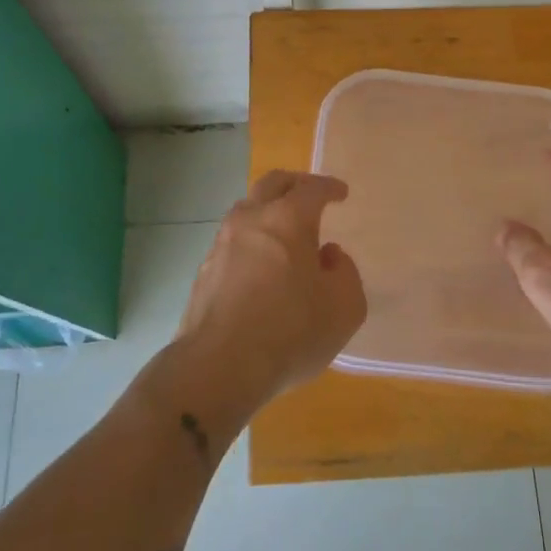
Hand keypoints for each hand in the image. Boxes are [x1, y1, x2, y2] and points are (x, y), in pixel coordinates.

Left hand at [178, 170, 365, 410]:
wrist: (218, 367)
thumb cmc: (290, 332)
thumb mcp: (344, 307)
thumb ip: (345, 273)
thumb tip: (328, 256)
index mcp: (288, 219)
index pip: (312, 188)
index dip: (329, 187)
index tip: (340, 193)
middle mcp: (252, 220)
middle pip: (272, 184)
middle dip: (294, 184)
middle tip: (309, 195)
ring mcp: (222, 243)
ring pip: (246, 210)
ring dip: (267, 210)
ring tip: (284, 232)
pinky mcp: (204, 270)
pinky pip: (233, 241)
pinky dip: (251, 241)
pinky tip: (260, 265)